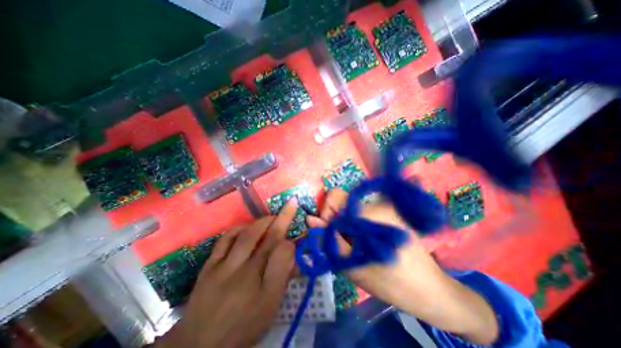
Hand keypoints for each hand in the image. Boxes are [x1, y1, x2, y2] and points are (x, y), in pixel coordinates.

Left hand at [157, 199, 297, 347]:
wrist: (200, 343)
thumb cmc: (243, 325)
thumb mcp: (270, 307)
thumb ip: (283, 277)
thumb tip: (291, 252)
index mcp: (265, 289)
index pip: (284, 254)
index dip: (293, 239)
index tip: (297, 231)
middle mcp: (246, 274)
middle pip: (269, 239)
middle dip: (283, 218)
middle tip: (290, 204)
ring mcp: (225, 267)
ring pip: (248, 235)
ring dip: (263, 221)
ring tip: (271, 217)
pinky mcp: (209, 265)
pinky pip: (226, 238)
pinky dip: (239, 228)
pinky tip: (246, 226)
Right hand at [306, 189, 498, 346]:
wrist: (431, 291)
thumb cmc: (391, 284)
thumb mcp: (352, 266)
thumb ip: (329, 240)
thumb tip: (311, 220)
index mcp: (369, 214)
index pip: (335, 197)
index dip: (327, 214)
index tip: (331, 234)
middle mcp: (378, 203)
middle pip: (343, 202)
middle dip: (337, 221)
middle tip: (346, 245)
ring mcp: (387, 206)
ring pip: (353, 208)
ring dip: (348, 225)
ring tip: (358, 246)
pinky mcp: (391, 212)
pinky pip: (364, 213)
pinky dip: (358, 225)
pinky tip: (368, 242)